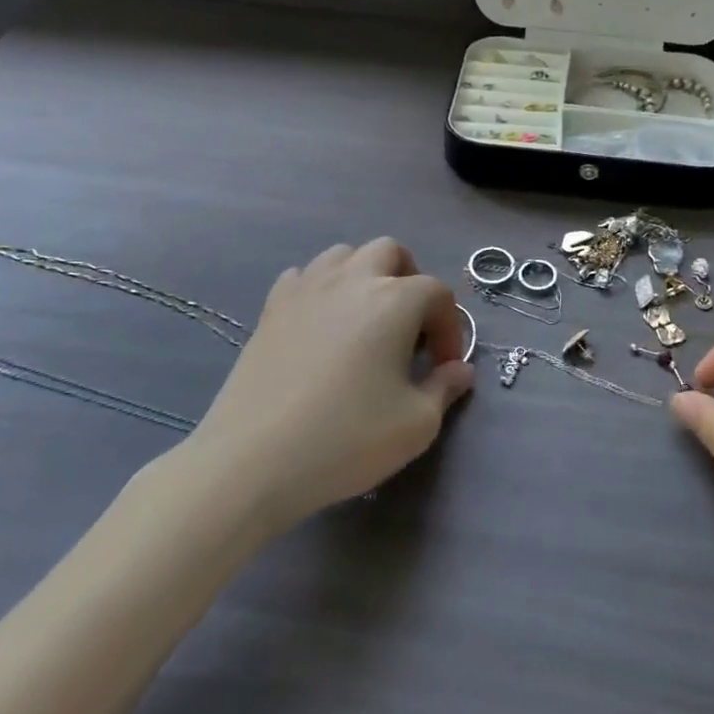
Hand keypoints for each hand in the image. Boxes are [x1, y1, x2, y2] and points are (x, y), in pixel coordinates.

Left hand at [181, 239, 473, 535]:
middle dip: (409, 280)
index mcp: (394, 300)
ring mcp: (306, 289)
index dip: (450, 328)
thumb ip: (445, 389)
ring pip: (343, 255)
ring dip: (364, 276)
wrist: (253, 460)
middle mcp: (351, 280)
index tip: (443, 367)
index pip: (437, 294)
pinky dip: (320, 290)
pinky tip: (320, 325)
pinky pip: (303, 277)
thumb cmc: (346, 438)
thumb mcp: (416, 425)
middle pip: (390, 252)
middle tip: (410, 327)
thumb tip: (459, 370)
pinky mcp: (270, 308)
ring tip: (366, 320)